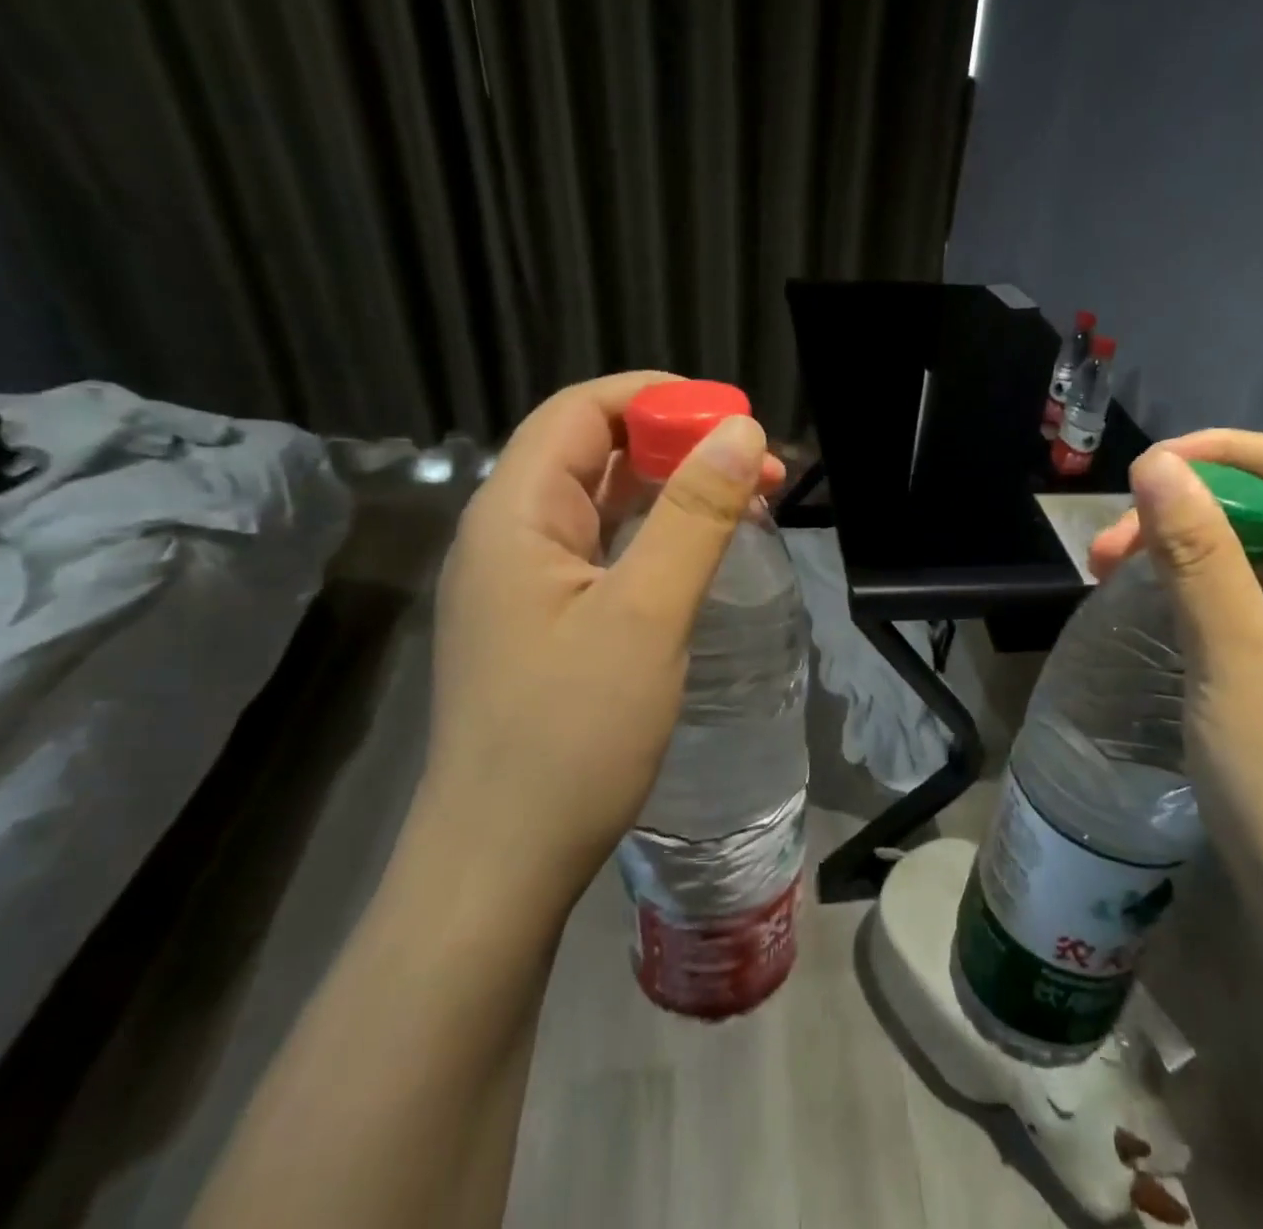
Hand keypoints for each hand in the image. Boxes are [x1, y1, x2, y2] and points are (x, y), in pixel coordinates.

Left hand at [417, 373, 784, 910]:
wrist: (503, 864)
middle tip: (759, 466)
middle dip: (678, 444)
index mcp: (515, 513)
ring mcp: (526, 581)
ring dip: (673, 490)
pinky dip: (657, 535)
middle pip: (593, 451)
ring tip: (747, 500)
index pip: (582, 411)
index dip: (659, 398)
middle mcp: (510, 534)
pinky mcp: (546, 621)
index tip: (734, 418)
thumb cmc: (571, 735)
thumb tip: (741, 430)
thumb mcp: (646, 614)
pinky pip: (605, 550)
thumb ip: (694, 515)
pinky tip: (701, 550)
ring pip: (603, 502)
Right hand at [1090, 431, 1262, 948]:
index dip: (1222, 453)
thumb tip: (1157, 463)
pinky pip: (1261, 605)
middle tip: (1108, 552)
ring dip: (1188, 555)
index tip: (1146, 472)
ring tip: (1114, 580)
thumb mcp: (1231, 656)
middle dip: (1188, 512)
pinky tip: (1161, 616)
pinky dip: (1206, 595)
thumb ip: (1197, 552)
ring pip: (1261, 561)